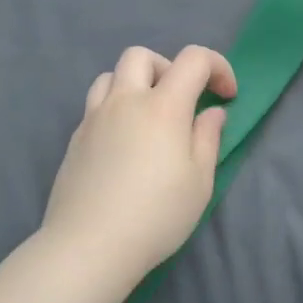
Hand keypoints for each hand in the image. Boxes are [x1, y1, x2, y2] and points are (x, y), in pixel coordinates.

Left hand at [40, 44, 237, 278]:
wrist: (90, 246)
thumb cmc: (156, 215)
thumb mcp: (199, 182)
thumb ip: (207, 138)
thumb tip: (211, 113)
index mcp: (163, 106)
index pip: (193, 59)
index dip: (217, 67)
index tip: (227, 96)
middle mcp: (125, 101)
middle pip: (142, 56)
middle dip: (168, 68)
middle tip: (181, 101)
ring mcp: (94, 118)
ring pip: (111, 75)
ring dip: (135, 84)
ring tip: (148, 117)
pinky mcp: (75, 138)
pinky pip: (96, 104)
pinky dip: (115, 108)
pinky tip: (124, 144)